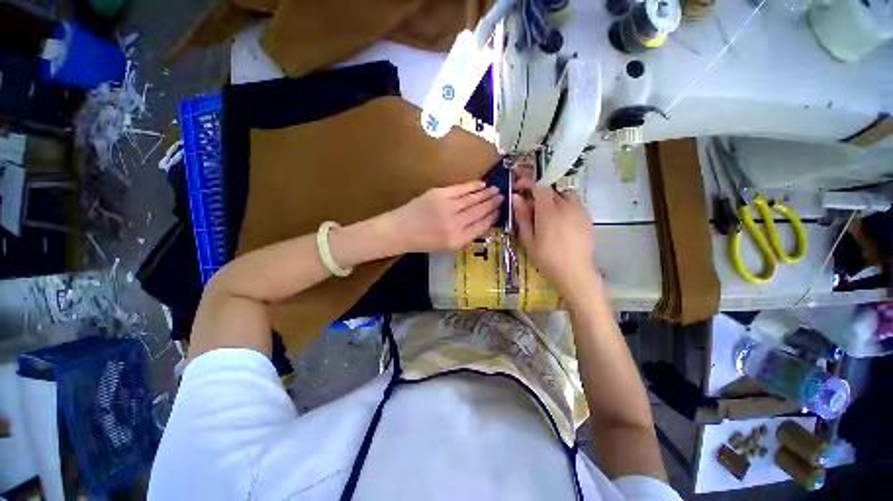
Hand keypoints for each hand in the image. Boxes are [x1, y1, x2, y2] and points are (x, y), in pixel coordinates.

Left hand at [388, 181, 501, 252]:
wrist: (401, 231)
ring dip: (486, 194)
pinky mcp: (440, 194)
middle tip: (502, 197)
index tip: (500, 210)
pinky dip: (473, 186)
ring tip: (495, 190)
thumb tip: (483, 220)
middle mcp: (456, 224)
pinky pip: (462, 189)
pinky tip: (481, 184)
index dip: (493, 216)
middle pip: (480, 211)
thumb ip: (466, 234)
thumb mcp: (448, 245)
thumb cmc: (424, 241)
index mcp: (458, 240)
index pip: (482, 226)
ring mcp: (448, 208)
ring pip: (473, 199)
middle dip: (493, 203)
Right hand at [513, 186, 597, 293]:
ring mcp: (579, 210)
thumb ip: (522, 217)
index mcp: (548, 211)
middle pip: (551, 190)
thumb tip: (516, 198)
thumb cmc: (546, 258)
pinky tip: (562, 223)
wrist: (574, 271)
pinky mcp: (587, 218)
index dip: (528, 183)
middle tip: (532, 209)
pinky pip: (575, 204)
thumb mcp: (528, 239)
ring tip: (549, 215)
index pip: (539, 187)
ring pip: (565, 195)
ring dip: (554, 200)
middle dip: (539, 195)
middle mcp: (566, 206)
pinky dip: (566, 207)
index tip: (519, 188)